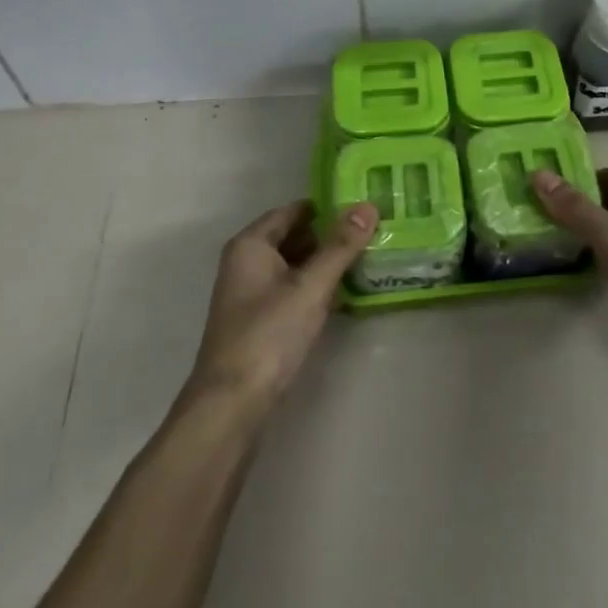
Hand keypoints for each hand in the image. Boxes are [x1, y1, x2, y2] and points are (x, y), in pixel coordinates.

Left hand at [187, 199, 376, 419]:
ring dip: (326, 262)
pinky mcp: (261, 319)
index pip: (294, 210)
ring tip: (369, 257)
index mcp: (251, 245)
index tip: (364, 206)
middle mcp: (247, 261)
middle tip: (375, 231)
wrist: (232, 402)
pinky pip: (293, 289)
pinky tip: (346, 292)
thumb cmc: (269, 334)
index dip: (328, 206)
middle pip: (295, 236)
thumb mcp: (310, 286)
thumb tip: (368, 206)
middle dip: (331, 234)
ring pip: (296, 264)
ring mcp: (252, 292)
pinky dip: (317, 286)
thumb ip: (340, 246)